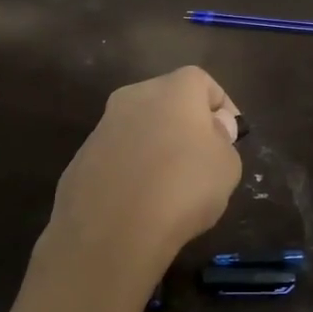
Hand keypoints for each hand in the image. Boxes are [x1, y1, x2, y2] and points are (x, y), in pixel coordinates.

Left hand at [44, 66, 242, 298]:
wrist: (112, 229)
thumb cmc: (183, 188)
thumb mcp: (227, 166)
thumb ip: (223, 140)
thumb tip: (211, 130)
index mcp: (173, 89)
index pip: (203, 82)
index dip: (222, 108)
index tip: (231, 138)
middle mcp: (133, 97)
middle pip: (167, 101)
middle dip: (186, 124)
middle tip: (202, 159)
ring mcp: (102, 127)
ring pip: (138, 129)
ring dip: (155, 147)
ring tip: (169, 187)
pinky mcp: (81, 158)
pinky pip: (117, 157)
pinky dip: (130, 170)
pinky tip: (139, 202)